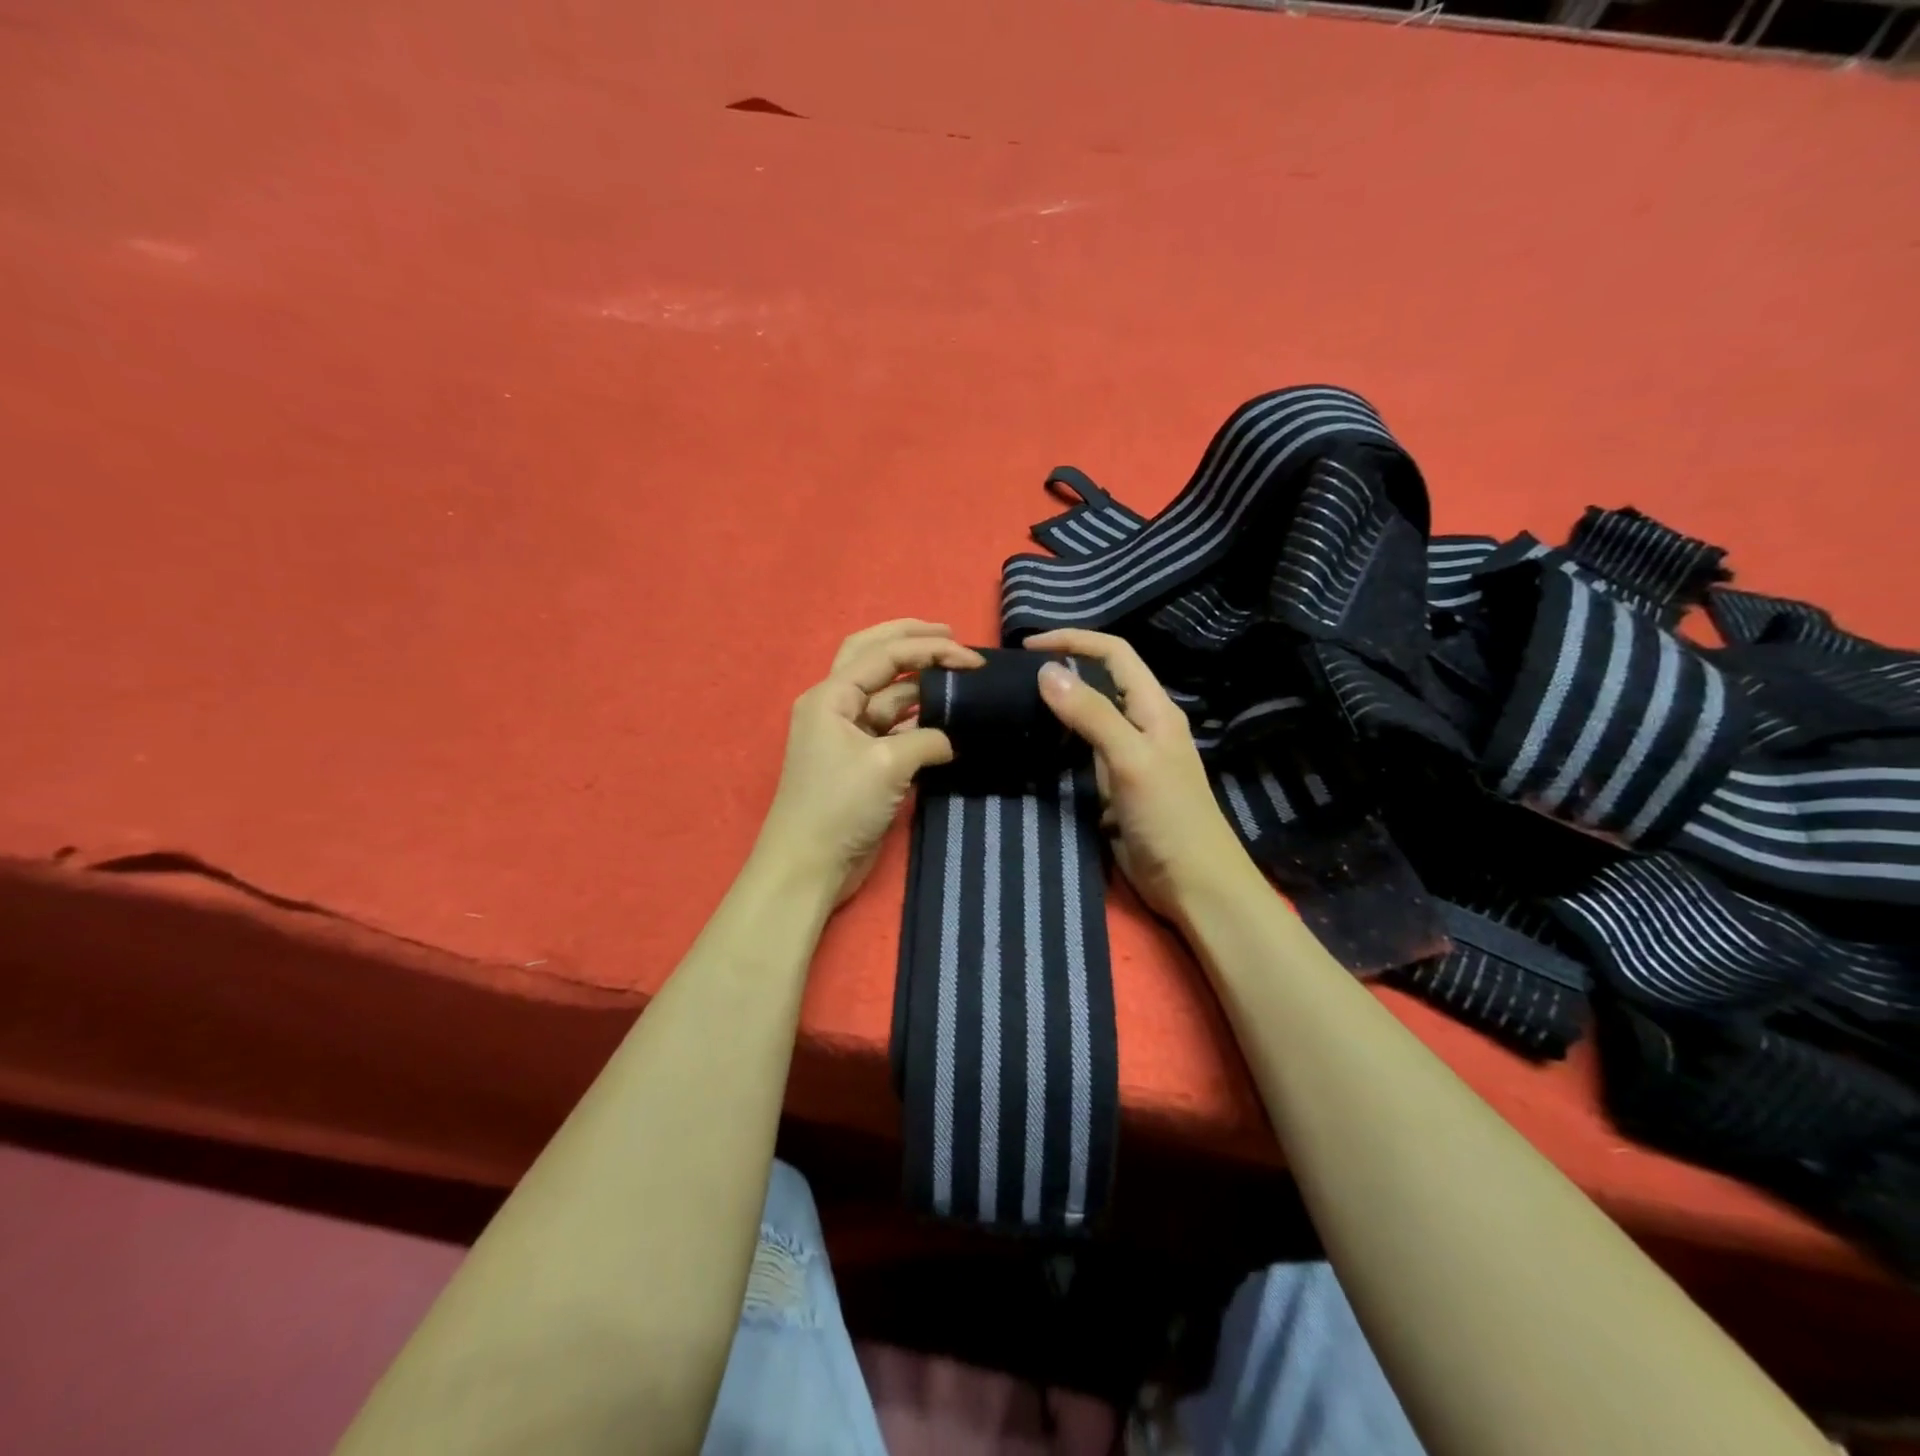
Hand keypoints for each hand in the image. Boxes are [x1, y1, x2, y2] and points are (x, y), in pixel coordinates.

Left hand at [757, 620, 985, 905]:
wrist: (809, 865)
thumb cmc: (840, 806)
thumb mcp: (888, 765)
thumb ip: (927, 740)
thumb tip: (949, 740)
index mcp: (831, 695)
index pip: (884, 654)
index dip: (929, 648)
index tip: (972, 658)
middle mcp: (835, 705)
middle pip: (874, 656)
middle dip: (911, 641)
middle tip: (950, 636)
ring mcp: (847, 734)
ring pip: (886, 693)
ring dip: (918, 682)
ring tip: (956, 677)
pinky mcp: (860, 761)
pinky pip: (892, 727)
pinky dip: (917, 720)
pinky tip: (945, 720)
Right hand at [1026, 629, 1255, 919]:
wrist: (1193, 884)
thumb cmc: (1169, 817)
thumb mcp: (1130, 759)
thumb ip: (1092, 714)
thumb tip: (1047, 671)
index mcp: (1154, 708)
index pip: (1114, 653)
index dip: (1075, 641)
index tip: (1030, 645)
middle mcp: (1142, 725)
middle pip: (1102, 681)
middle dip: (1064, 669)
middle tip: (1016, 676)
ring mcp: (1128, 757)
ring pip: (1090, 717)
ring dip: (1059, 706)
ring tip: (1017, 705)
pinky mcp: (1115, 786)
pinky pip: (1083, 753)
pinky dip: (1059, 743)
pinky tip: (1036, 746)